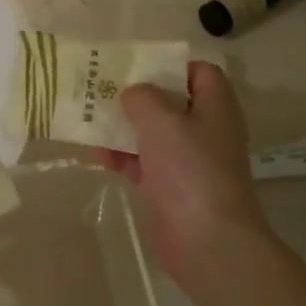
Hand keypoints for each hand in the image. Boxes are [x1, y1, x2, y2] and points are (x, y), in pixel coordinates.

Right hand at [97, 61, 272, 286]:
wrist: (207, 241)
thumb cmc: (190, 169)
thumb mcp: (162, 120)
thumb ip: (143, 97)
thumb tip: (134, 94)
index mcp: (215, 107)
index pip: (201, 73)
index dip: (173, 65)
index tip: (140, 65)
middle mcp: (205, 130)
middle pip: (172, 102)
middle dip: (139, 95)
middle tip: (105, 87)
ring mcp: (189, 161)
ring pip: (153, 133)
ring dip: (124, 126)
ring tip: (90, 118)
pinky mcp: (171, 188)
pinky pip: (143, 162)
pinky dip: (121, 157)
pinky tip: (95, 155)